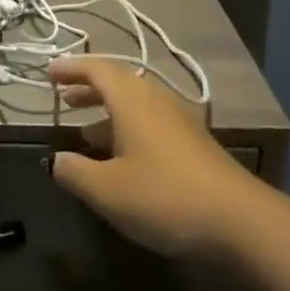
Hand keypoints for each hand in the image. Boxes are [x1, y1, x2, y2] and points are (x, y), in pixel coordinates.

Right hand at [46, 55, 256, 258]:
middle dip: (88, 88)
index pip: (96, 69)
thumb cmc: (165, 197)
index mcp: (132, 99)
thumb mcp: (108, 190)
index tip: (48, 72)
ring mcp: (179, 120)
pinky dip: (127, 127)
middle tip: (64, 98)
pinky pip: (151, 121)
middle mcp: (156, 99)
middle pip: (118, 82)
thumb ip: (75, 172)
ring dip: (108, 110)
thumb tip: (55, 160)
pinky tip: (122, 157)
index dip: (70, 68)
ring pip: (136, 103)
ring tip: (85, 129)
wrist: (241, 222)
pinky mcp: (194, 143)